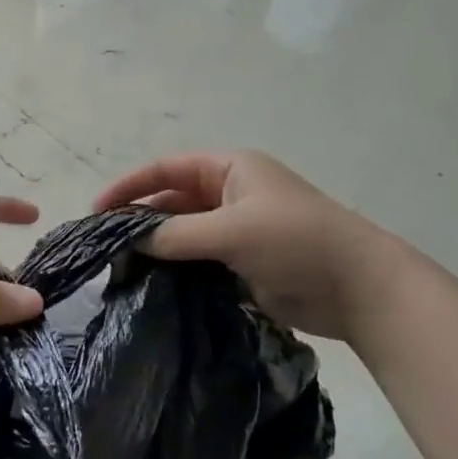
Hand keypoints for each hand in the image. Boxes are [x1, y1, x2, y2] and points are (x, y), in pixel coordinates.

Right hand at [94, 151, 399, 341]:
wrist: (361, 289)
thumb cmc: (297, 242)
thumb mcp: (232, 230)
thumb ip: (176, 234)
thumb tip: (131, 242)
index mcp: (230, 169)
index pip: (166, 168)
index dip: (129, 185)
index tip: (96, 210)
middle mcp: (230, 194)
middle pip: (171, 200)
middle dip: (138, 218)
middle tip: (104, 245)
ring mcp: (237, 230)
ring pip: (182, 233)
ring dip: (155, 246)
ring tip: (120, 267)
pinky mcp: (242, 263)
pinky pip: (198, 260)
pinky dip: (175, 269)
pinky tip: (151, 285)